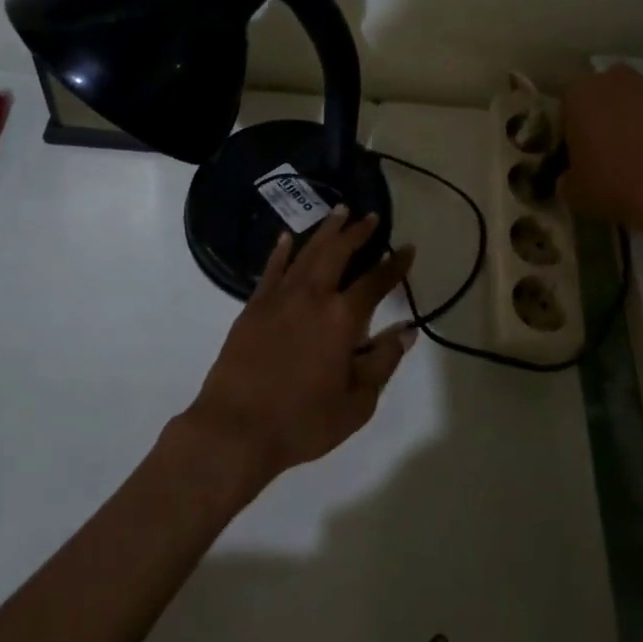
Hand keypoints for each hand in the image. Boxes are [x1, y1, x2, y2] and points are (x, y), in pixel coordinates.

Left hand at [181, 209, 416, 485]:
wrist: (235, 430)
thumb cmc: (302, 422)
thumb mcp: (356, 403)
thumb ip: (383, 362)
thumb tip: (406, 331)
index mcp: (341, 318)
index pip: (375, 282)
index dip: (394, 264)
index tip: (407, 248)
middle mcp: (312, 296)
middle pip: (338, 253)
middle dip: (357, 232)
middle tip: (370, 216)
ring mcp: (279, 298)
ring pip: (307, 253)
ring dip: (325, 231)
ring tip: (339, 212)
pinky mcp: (253, 307)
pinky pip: (271, 269)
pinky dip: (282, 251)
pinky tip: (287, 237)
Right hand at [559, 64, 642, 241]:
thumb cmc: (613, 183)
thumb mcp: (573, 192)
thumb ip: (566, 178)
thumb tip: (569, 178)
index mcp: (578, 94)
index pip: (566, 113)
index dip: (570, 138)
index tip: (576, 161)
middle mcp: (613, 80)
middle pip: (601, 100)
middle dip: (601, 121)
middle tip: (605, 156)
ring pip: (633, 104)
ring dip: (631, 123)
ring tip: (636, 159)